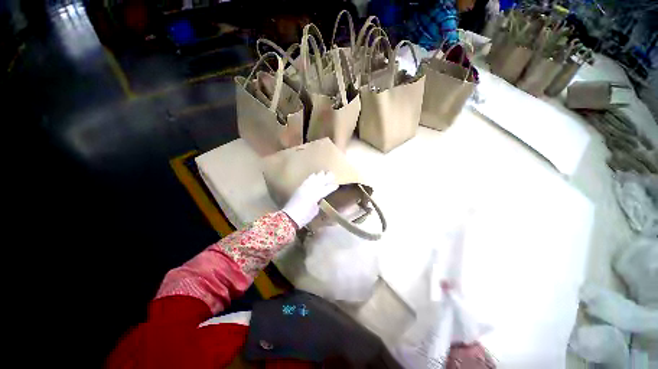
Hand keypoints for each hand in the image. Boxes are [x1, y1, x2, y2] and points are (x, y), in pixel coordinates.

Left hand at [282, 171, 338, 228]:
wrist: (289, 217)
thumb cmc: (304, 217)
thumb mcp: (315, 211)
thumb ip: (318, 202)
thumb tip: (320, 198)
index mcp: (316, 196)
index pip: (326, 189)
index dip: (332, 187)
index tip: (337, 185)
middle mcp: (310, 189)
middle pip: (320, 181)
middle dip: (326, 177)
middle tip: (332, 174)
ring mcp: (304, 188)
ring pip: (313, 179)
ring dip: (319, 175)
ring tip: (323, 172)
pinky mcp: (299, 188)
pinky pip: (306, 180)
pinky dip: (311, 177)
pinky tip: (313, 175)